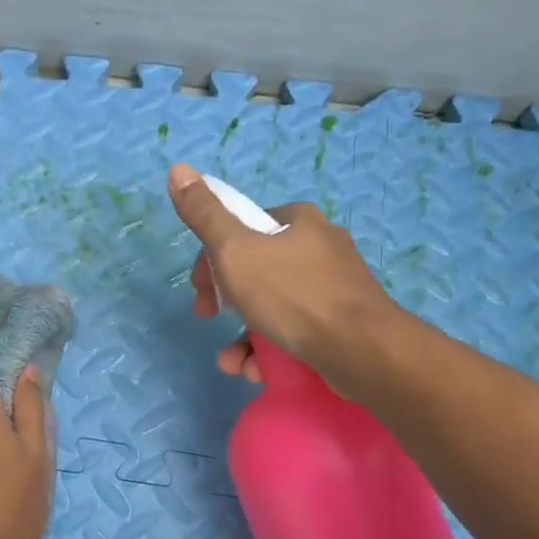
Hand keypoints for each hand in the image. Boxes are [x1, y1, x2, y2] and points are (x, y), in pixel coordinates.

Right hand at [167, 163, 400, 391]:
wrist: (360, 349)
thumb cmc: (291, 293)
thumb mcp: (235, 250)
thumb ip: (204, 215)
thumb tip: (178, 169)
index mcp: (298, 221)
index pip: (244, 228)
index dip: (212, 256)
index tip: (199, 286)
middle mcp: (320, 247)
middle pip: (256, 268)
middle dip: (225, 298)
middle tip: (208, 317)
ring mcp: (335, 288)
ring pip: (274, 306)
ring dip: (244, 334)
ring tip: (231, 362)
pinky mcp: (343, 324)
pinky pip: (296, 331)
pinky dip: (271, 350)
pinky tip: (256, 370)